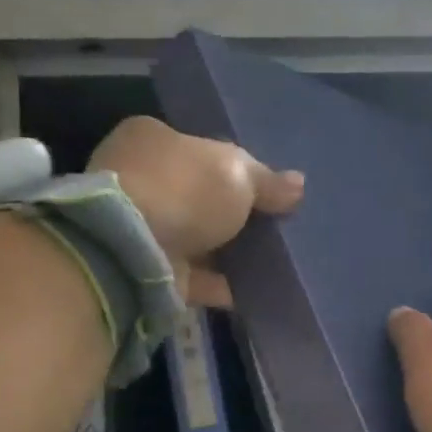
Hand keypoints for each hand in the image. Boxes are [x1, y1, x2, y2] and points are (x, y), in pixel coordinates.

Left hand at [88, 116, 303, 305]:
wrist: (132, 249)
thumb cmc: (184, 190)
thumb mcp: (238, 174)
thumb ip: (268, 181)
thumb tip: (298, 185)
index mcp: (152, 139)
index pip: (199, 150)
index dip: (234, 169)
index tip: (265, 190)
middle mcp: (138, 179)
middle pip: (197, 196)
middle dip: (230, 213)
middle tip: (272, 226)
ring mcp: (139, 228)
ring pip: (194, 238)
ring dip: (227, 251)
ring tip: (271, 261)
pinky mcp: (145, 270)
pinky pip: (193, 277)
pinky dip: (221, 284)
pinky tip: (255, 291)